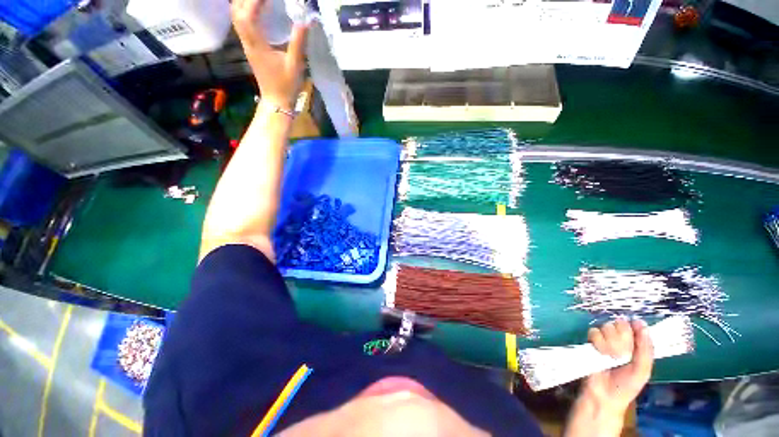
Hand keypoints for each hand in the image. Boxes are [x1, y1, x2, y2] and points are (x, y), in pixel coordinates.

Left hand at [231, 0, 307, 110]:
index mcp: (257, 45)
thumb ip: (299, 42)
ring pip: (236, 17)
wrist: (276, 102)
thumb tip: (305, 20)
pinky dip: (246, 11)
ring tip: (259, 0)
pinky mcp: (250, 49)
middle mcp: (247, 42)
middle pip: (236, 12)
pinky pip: (242, 24)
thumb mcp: (295, 65)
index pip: (248, 15)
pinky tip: (257, 10)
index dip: (255, 0)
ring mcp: (247, 45)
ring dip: (244, 3)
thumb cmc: (286, 86)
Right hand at [564, 319, 653, 436]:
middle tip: (622, 355)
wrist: (605, 394)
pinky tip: (600, 353)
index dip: (635, 330)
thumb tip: (642, 323)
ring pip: (607, 327)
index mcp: (636, 344)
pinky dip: (598, 342)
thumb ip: (646, 348)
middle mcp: (620, 339)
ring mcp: (604, 339)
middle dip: (622, 339)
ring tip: (611, 357)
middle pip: (620, 324)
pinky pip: (594, 332)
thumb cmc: (626, 385)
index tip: (634, 342)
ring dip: (610, 343)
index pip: (636, 325)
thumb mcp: (643, 370)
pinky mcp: (590, 341)